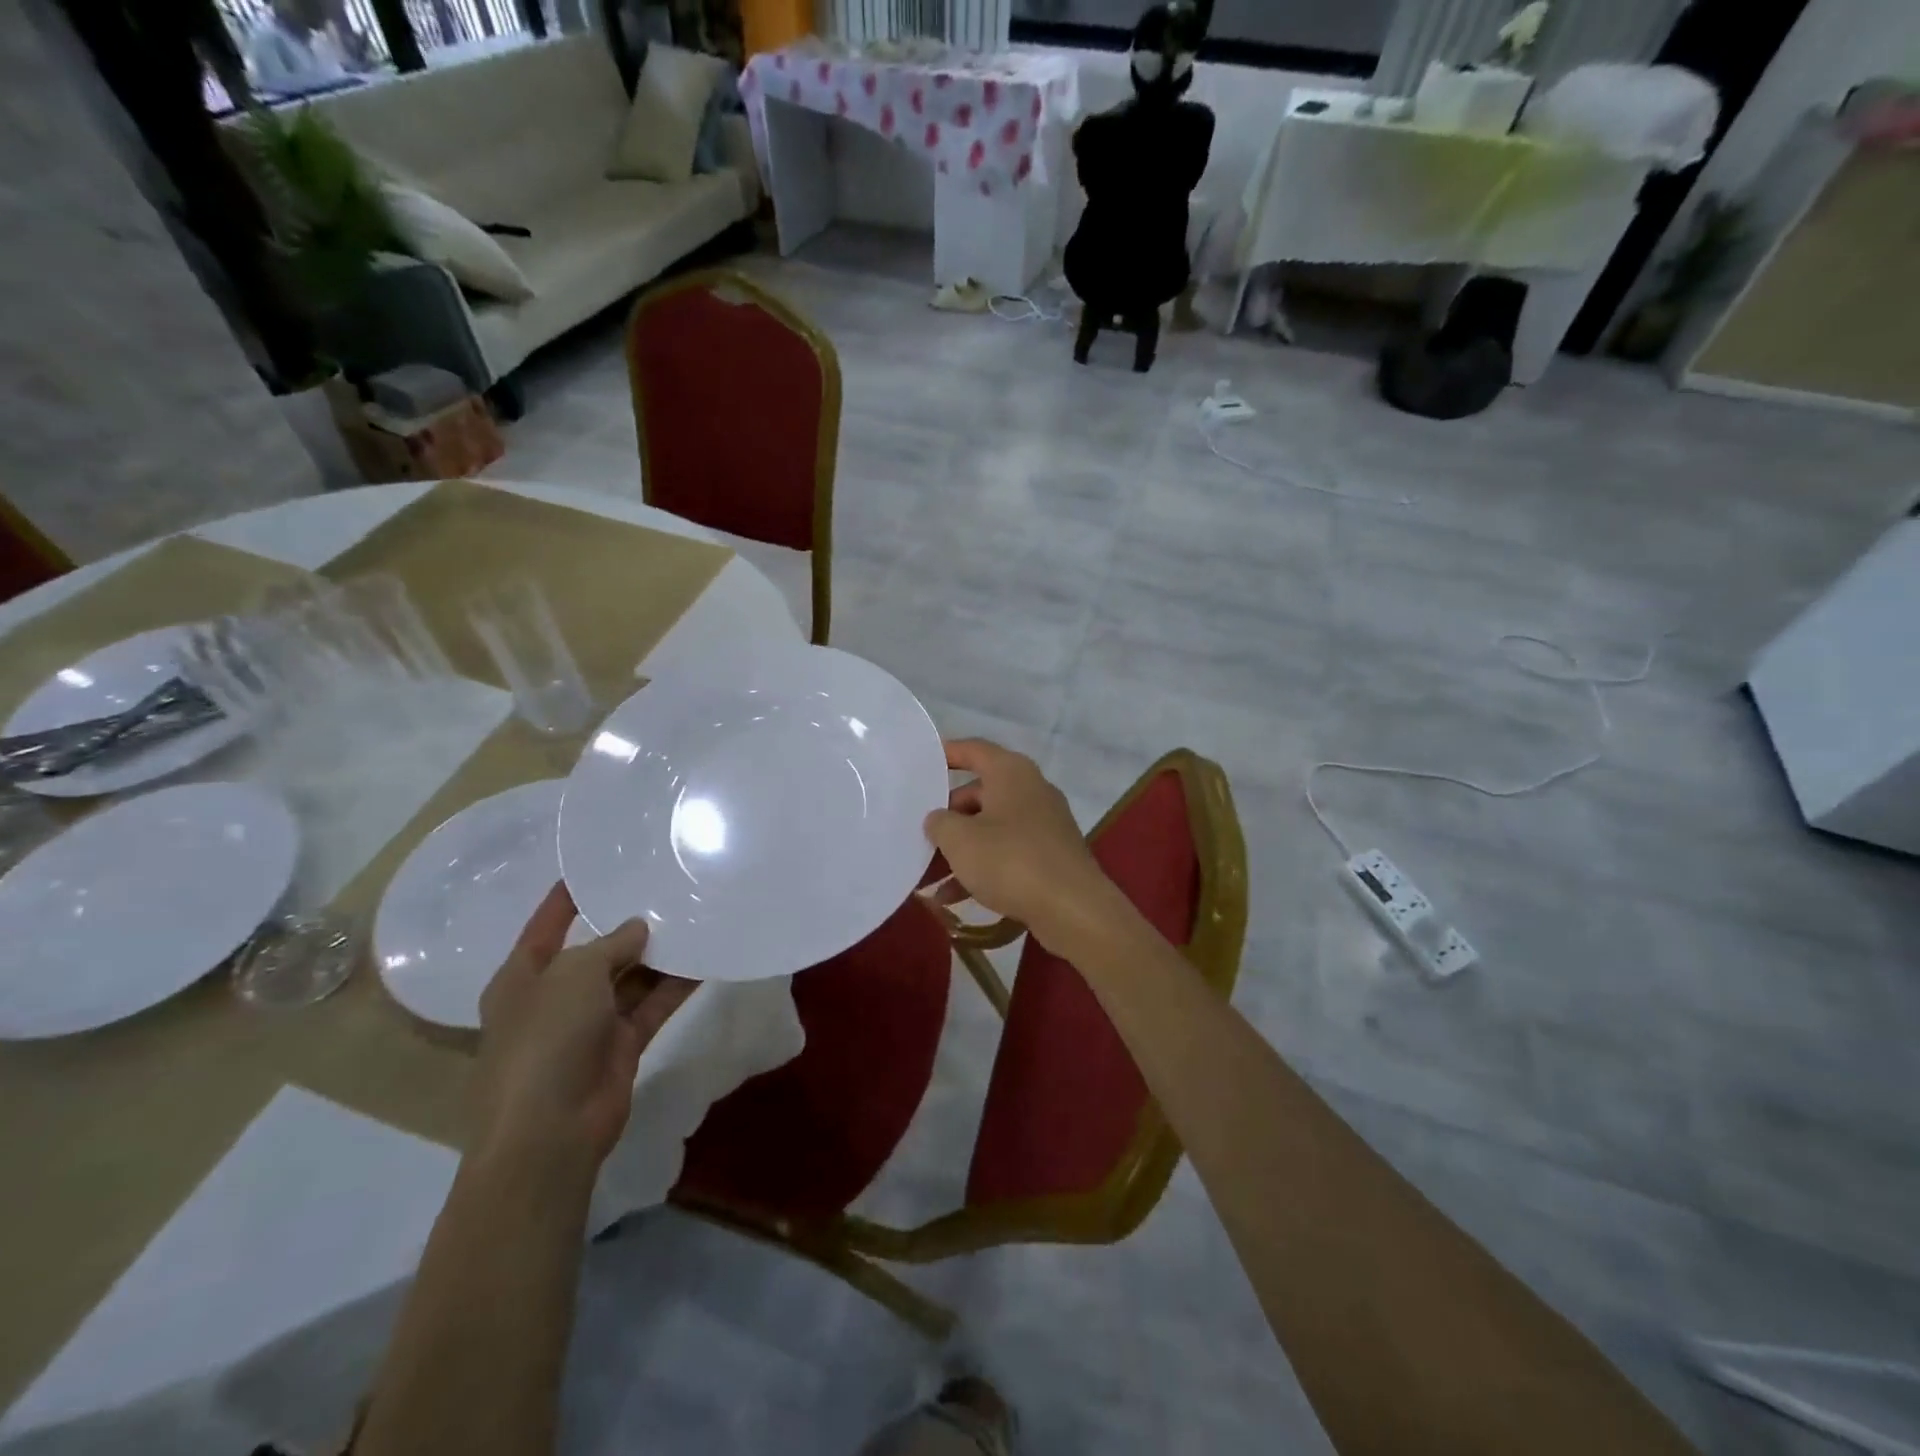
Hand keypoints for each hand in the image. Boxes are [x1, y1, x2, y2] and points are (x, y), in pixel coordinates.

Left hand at [474, 883, 695, 1169]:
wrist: (549, 1133)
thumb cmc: (544, 1040)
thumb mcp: (573, 976)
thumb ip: (609, 945)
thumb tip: (637, 929)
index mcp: (522, 978)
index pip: (546, 925)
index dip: (568, 898)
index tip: (598, 867)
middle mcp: (555, 997)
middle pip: (595, 952)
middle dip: (627, 927)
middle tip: (666, 891)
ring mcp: (590, 1024)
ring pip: (630, 978)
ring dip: (658, 955)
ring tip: (694, 918)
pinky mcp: (622, 1046)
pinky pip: (652, 1005)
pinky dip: (676, 986)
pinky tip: (704, 961)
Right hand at [923, 738, 1117, 945]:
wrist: (1073, 908)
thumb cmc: (1011, 861)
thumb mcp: (960, 840)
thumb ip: (939, 823)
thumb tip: (939, 819)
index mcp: (1011, 773)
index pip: (974, 750)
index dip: (947, 753)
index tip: (922, 762)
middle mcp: (1031, 790)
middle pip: (980, 793)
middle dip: (949, 815)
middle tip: (922, 834)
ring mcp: (1044, 823)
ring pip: (992, 827)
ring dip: (962, 848)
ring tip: (930, 875)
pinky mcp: (1051, 855)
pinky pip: (1008, 852)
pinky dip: (983, 867)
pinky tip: (954, 897)